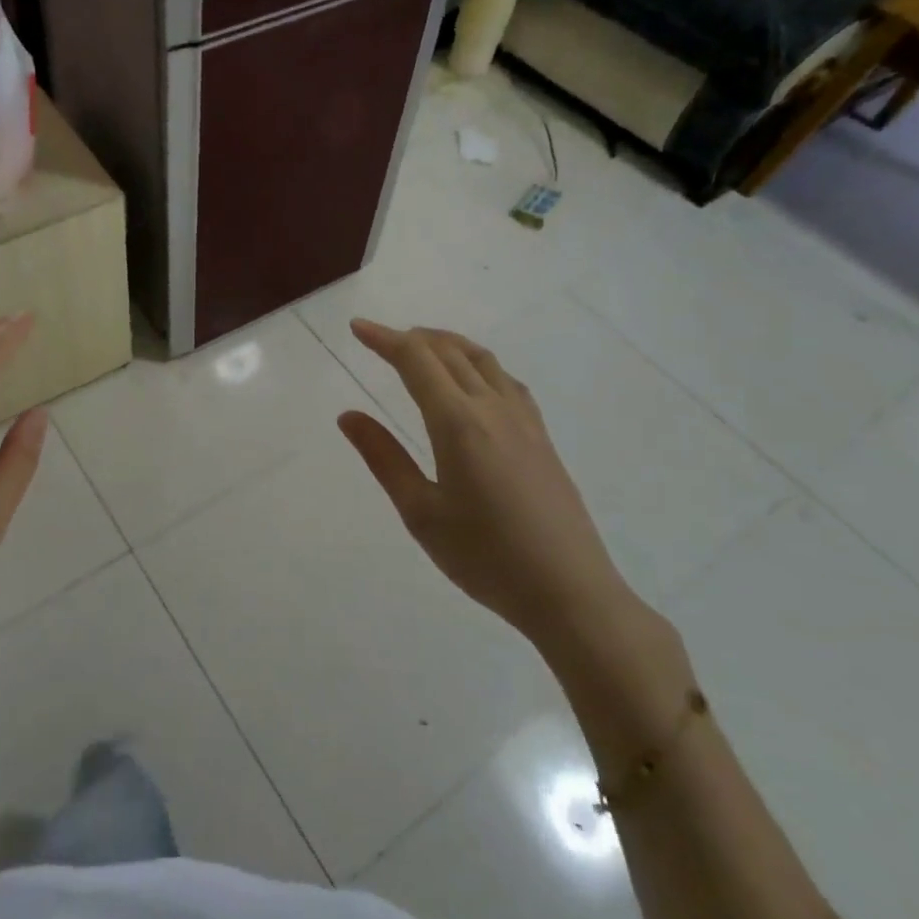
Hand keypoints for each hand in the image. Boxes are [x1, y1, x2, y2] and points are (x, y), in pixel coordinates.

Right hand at [336, 319, 634, 654]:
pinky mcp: (541, 436)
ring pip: (482, 360)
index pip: (416, 361)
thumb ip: (383, 458)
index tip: (358, 328)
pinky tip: (473, 381)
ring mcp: (523, 420)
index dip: (385, 339)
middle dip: (411, 338)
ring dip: (447, 344)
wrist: (569, 591)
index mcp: (458, 423)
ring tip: (422, 347)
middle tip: (380, 339)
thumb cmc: (485, 556)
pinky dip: (477, 363)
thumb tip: (348, 415)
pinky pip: (506, 380)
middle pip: (449, 352)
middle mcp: (492, 408)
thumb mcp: (420, 512)